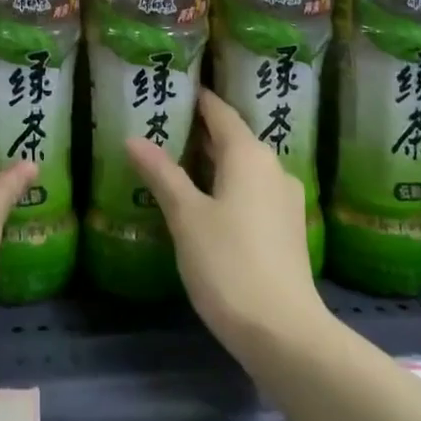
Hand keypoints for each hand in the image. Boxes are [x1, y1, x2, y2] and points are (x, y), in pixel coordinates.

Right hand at [126, 89, 330, 363]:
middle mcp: (272, 167)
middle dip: (199, 131)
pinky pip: (252, 191)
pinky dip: (227, 186)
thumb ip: (162, 174)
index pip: (219, 112)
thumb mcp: (186, 216)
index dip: (197, 98)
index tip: (172, 89)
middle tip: (162, 126)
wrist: (284, 331)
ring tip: (176, 163)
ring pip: (243, 167)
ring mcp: (284, 199)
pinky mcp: (287, 227)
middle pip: (233, 138)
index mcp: (248, 155)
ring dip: (213, 161)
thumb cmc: (228, 263)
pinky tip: (205, 202)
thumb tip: (133, 138)